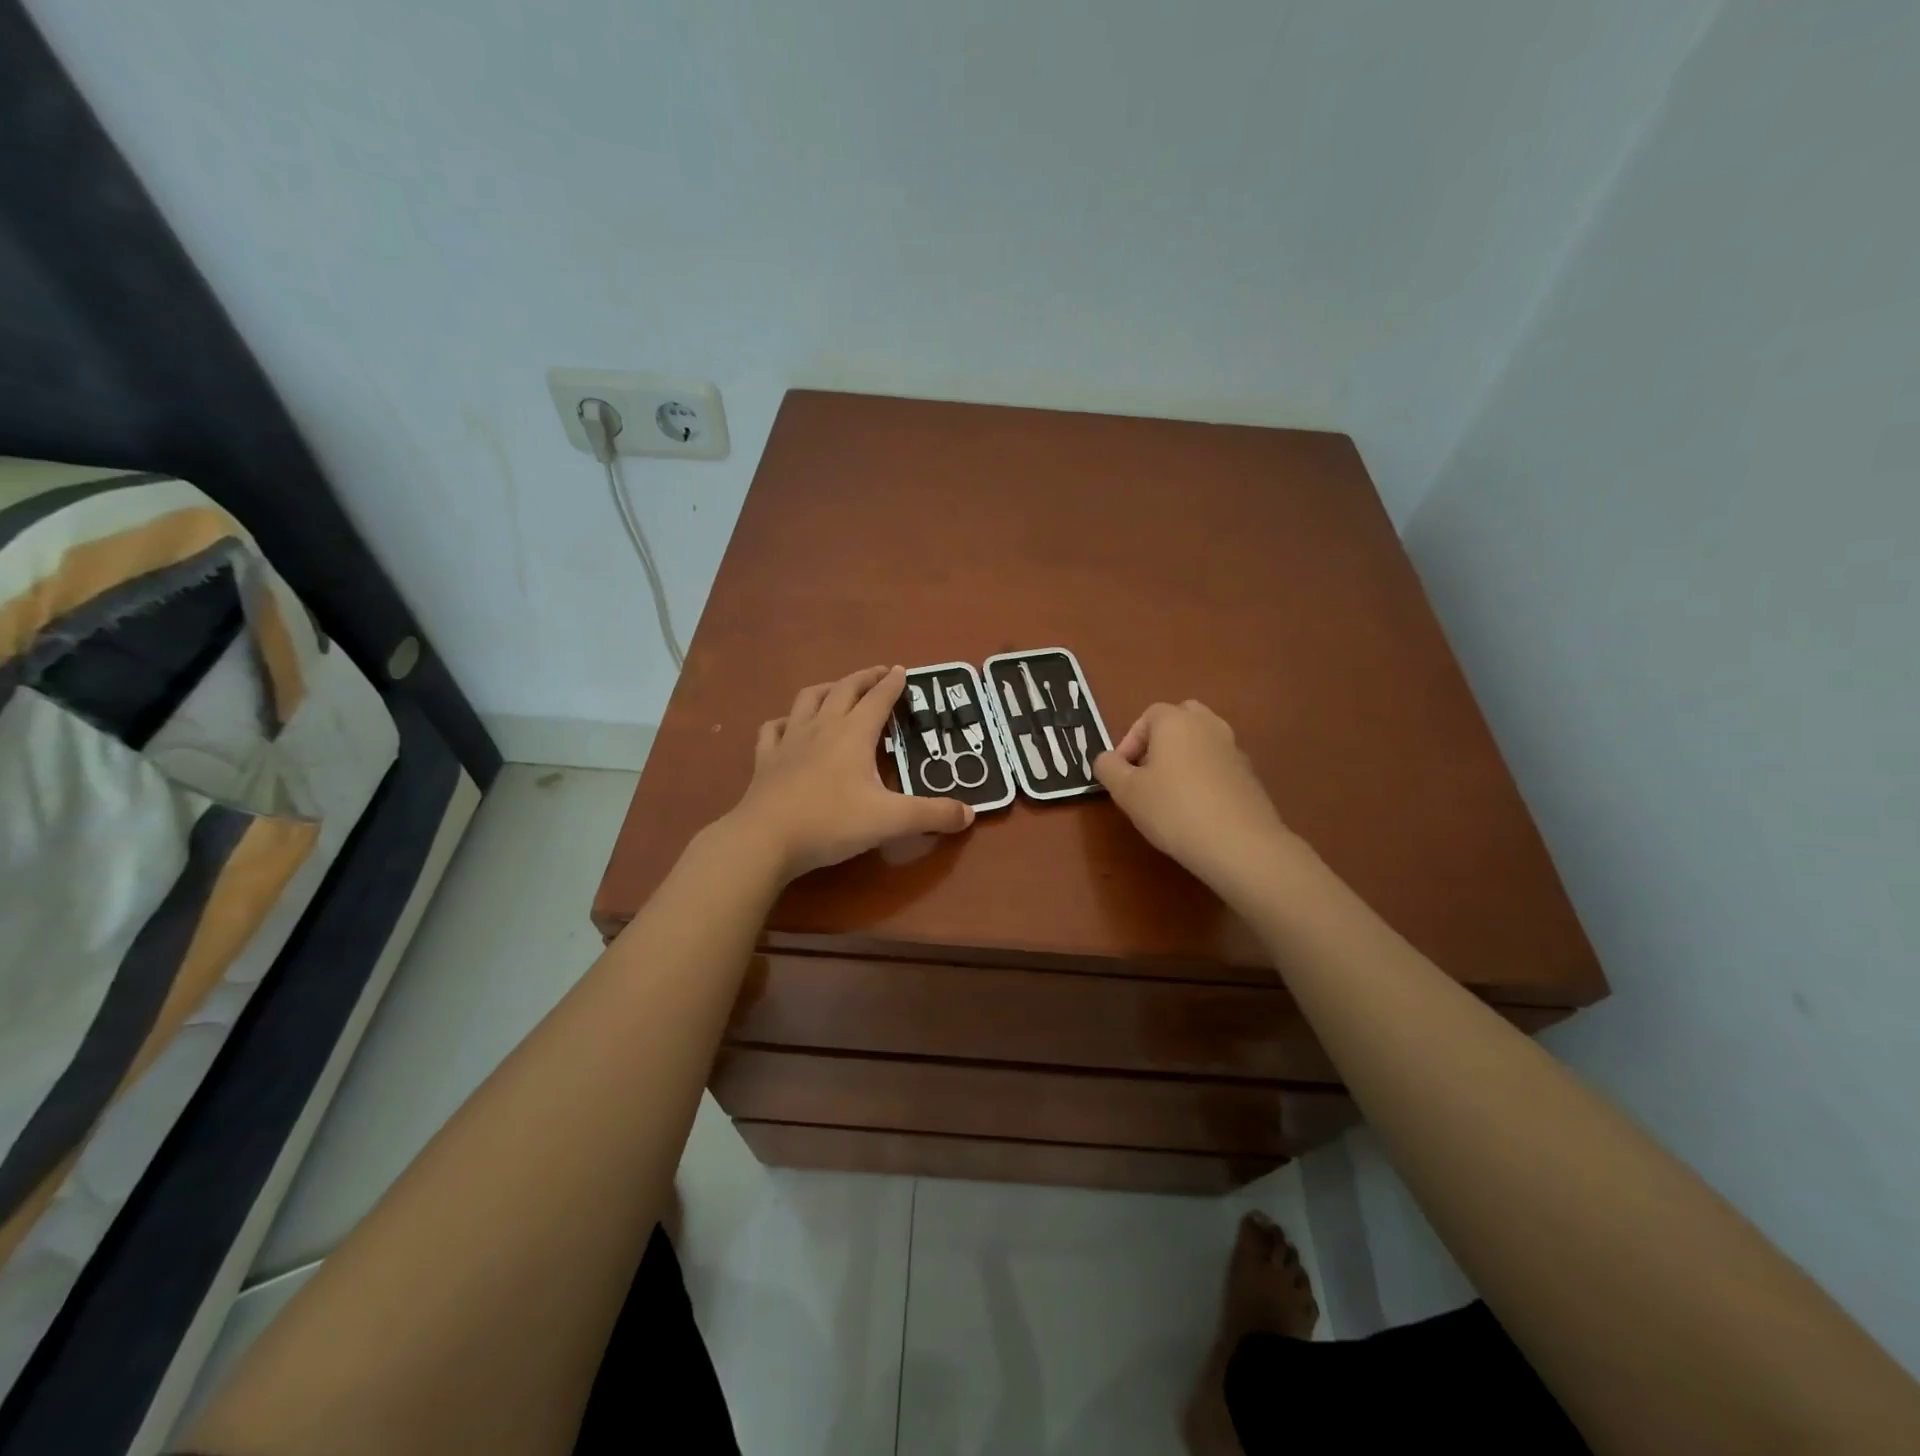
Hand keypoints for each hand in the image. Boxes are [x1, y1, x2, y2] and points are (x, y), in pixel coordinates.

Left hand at [723, 665, 974, 879]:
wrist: (766, 839)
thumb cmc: (831, 823)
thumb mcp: (890, 820)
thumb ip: (932, 815)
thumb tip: (969, 814)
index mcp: (854, 734)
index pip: (878, 698)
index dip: (893, 683)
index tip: (902, 670)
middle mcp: (822, 727)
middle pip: (845, 689)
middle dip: (864, 678)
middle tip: (879, 672)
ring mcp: (789, 740)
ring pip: (808, 699)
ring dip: (827, 688)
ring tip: (838, 689)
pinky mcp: (766, 759)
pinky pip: (773, 728)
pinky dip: (785, 720)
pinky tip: (789, 725)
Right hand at [1093, 700, 1300, 897]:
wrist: (1239, 843)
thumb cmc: (1173, 809)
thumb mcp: (1126, 791)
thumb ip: (1108, 768)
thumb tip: (1106, 759)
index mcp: (1176, 721)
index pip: (1146, 717)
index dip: (1128, 743)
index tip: (1121, 774)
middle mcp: (1208, 725)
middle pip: (1179, 720)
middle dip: (1159, 743)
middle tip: (1146, 774)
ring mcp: (1233, 748)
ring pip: (1201, 742)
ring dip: (1182, 759)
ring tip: (1169, 794)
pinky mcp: (1249, 775)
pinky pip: (1218, 765)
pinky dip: (1204, 777)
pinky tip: (1196, 809)